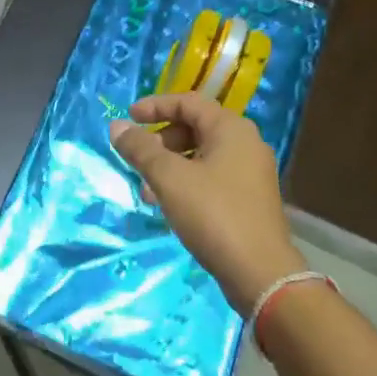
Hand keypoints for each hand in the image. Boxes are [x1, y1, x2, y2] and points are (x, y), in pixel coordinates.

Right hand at [110, 94, 304, 313]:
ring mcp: (250, 173)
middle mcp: (245, 144)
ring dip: (169, 165)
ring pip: (201, 155)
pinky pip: (211, 177)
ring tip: (147, 190)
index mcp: (231, 129)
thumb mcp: (168, 178)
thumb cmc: (213, 214)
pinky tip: (168, 205)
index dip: (155, 106)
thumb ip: (140, 148)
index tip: (129, 118)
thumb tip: (116, 126)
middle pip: (194, 127)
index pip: (188, 102)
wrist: (260, 273)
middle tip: (138, 158)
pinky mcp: (249, 199)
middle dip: (160, 140)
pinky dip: (186, 182)